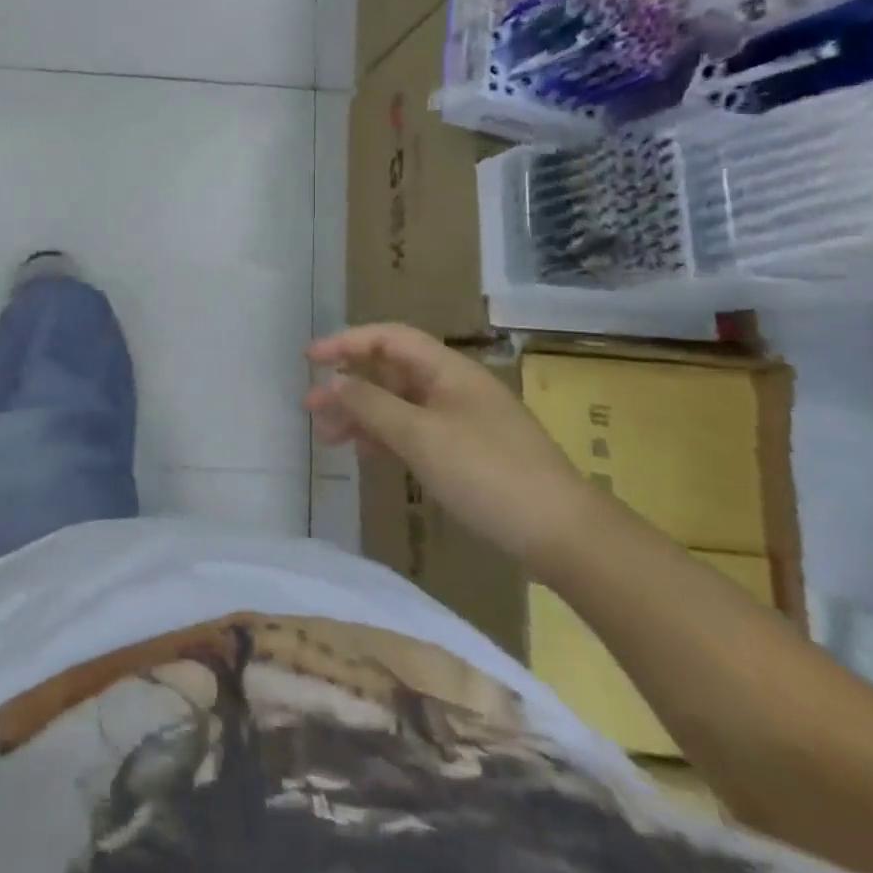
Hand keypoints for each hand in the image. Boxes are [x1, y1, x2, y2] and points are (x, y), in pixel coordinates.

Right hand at [306, 324, 591, 563]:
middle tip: (310, 408)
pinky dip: (385, 437)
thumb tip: (333, 383)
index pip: (388, 338)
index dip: (346, 342)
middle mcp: (454, 387)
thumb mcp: (420, 436)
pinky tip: (366, 454)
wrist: (563, 534)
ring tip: (328, 437)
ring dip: (362, 415)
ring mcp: (462, 420)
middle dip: (348, 385)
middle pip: (390, 372)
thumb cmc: (487, 473)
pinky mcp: (467, 452)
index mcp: (448, 370)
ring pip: (399, 404)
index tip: (310, 359)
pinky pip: (414, 431)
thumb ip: (370, 404)